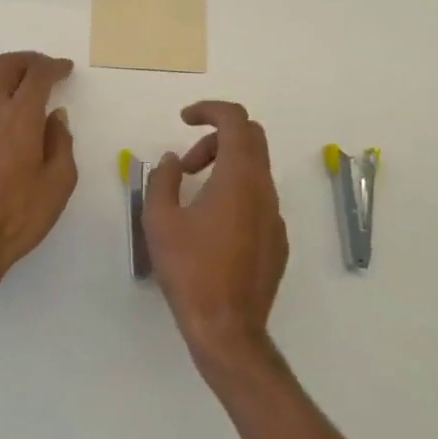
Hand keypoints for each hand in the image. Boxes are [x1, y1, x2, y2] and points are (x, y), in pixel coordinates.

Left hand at [0, 51, 77, 301]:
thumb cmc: (18, 216)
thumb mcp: (58, 183)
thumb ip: (61, 143)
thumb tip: (55, 116)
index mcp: (21, 116)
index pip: (38, 74)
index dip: (54, 66)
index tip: (65, 69)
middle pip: (5, 65)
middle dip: (28, 60)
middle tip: (43, 69)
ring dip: (0, 74)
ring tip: (14, 86)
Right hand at [144, 101, 287, 373]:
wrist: (227, 329)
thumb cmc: (190, 270)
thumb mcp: (160, 220)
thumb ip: (162, 180)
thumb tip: (171, 161)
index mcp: (239, 177)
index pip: (235, 120)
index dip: (209, 109)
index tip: (184, 119)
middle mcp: (264, 189)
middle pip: (250, 138)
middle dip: (216, 138)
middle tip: (186, 164)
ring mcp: (275, 216)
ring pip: (255, 170)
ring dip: (224, 168)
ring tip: (192, 196)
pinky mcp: (278, 240)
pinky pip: (259, 200)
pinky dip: (236, 194)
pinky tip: (211, 227)